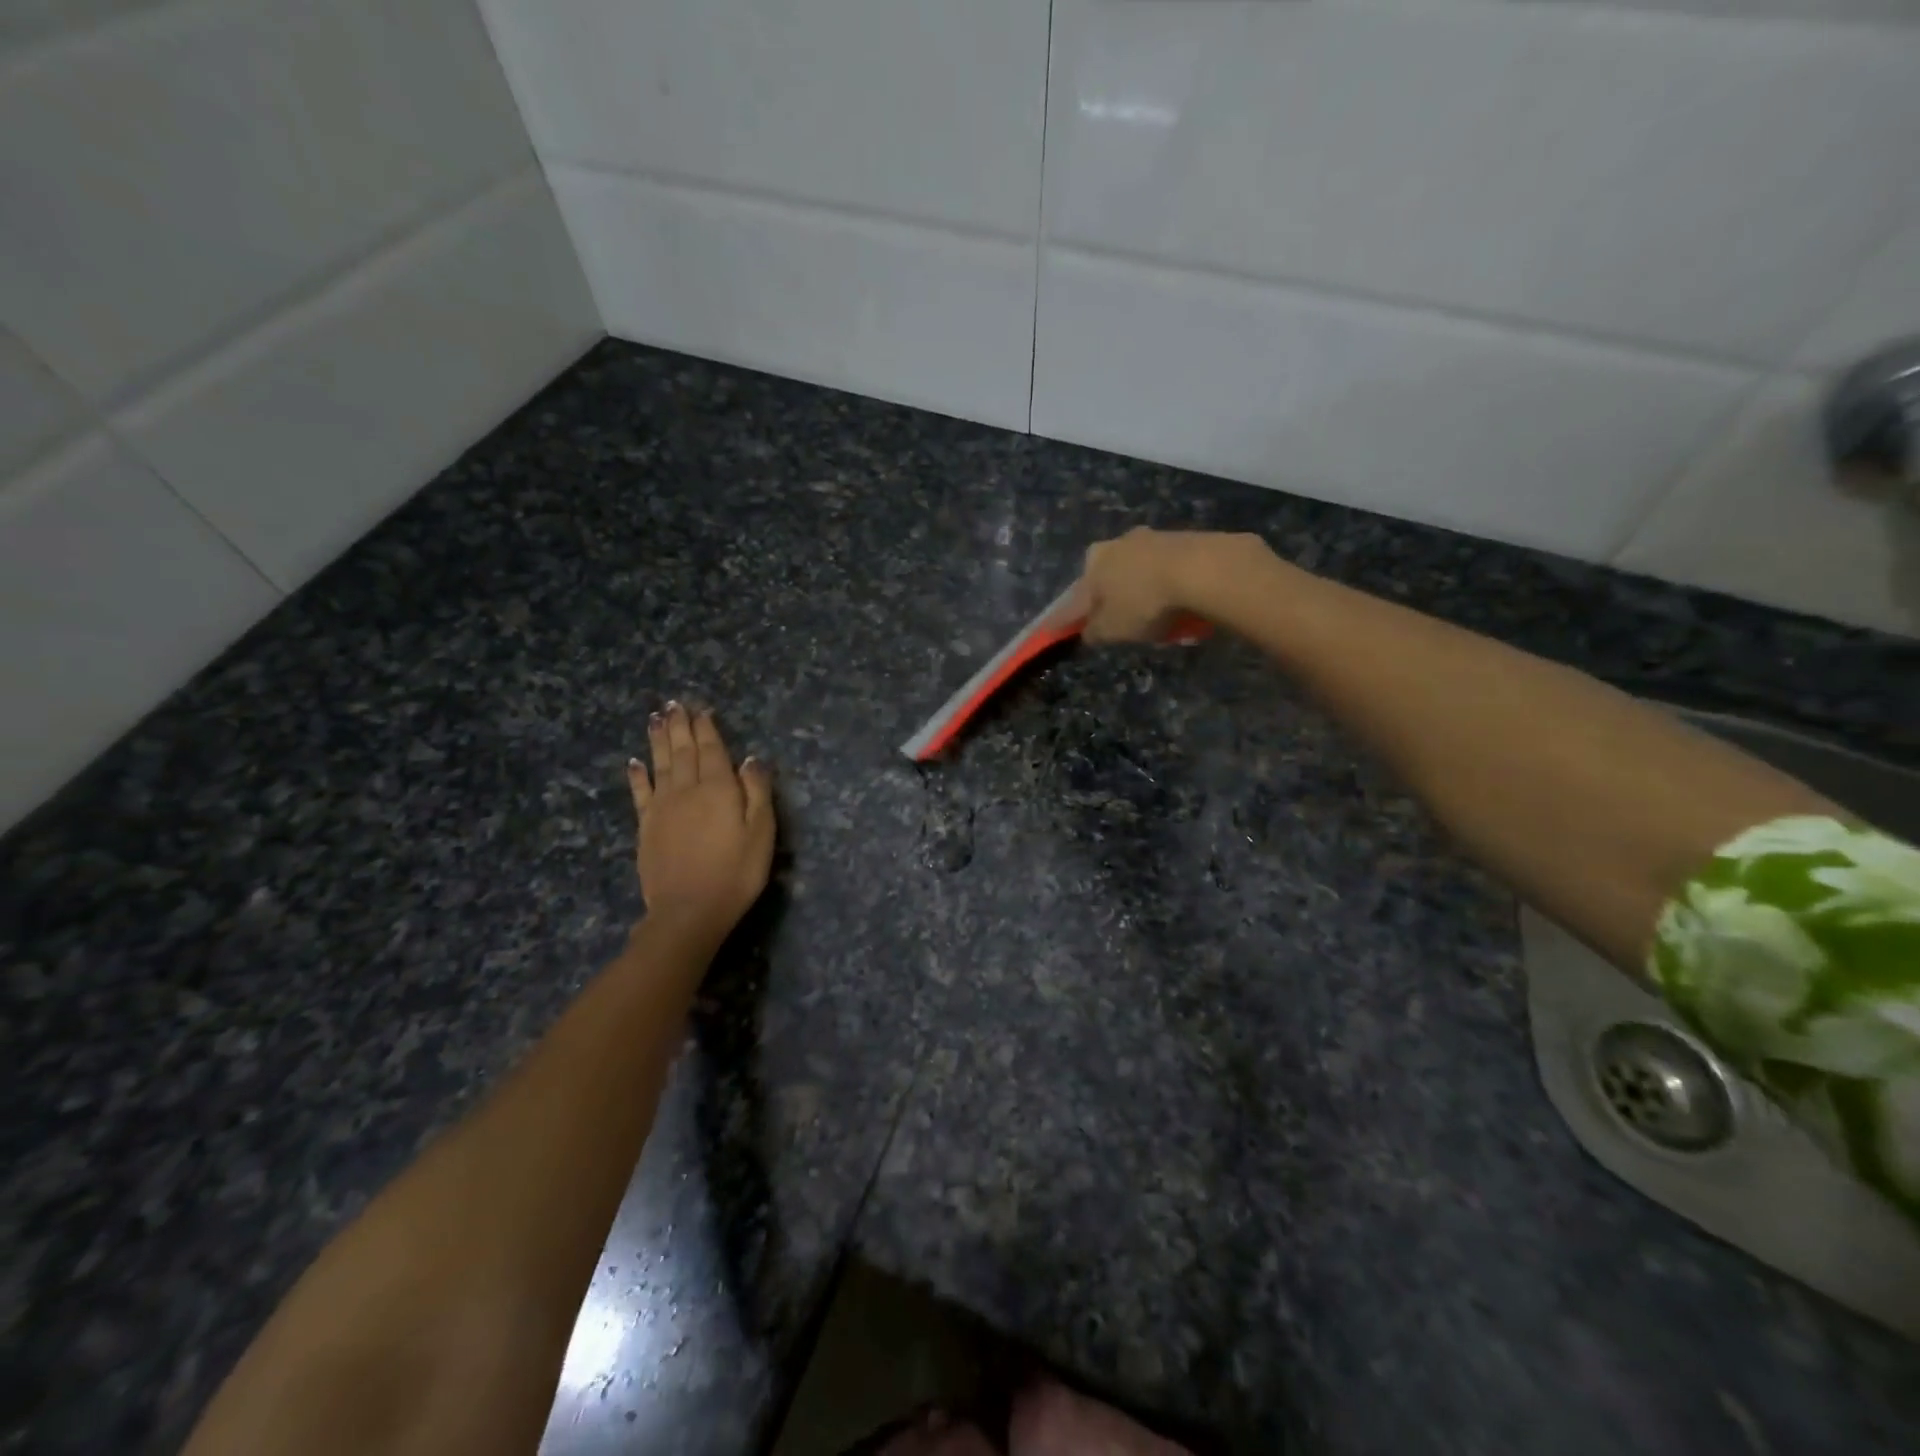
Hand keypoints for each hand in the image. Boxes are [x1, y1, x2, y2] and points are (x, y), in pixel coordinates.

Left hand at [627, 702, 774, 939]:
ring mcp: (662, 807)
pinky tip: (634, 762)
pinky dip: (637, 775)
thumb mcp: (761, 832)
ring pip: (660, 764)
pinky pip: (640, 793)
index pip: (712, 749)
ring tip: (655, 718)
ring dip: (658, 740)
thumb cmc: (735, 872)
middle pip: (683, 751)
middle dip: (680, 726)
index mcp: (718, 788)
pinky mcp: (646, 827)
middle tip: (674, 704)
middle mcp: (687, 790)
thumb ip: (757, 792)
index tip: (700, 709)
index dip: (706, 728)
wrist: (689, 911)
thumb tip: (751, 759)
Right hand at [1073, 528, 1264, 643]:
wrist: (1203, 570)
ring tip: (1157, 617)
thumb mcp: (1112, 629)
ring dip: (1143, 591)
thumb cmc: (1145, 602)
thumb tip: (1088, 631)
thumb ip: (1094, 632)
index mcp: (1093, 562)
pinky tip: (1180, 604)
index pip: (1075, 597)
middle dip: (1111, 598)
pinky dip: (1169, 586)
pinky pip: (1169, 571)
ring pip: (1140, 572)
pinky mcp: (1185, 539)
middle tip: (1121, 622)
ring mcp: (1153, 538)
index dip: (1069, 618)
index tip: (1065, 631)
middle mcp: (1118, 543)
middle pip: (1109, 578)